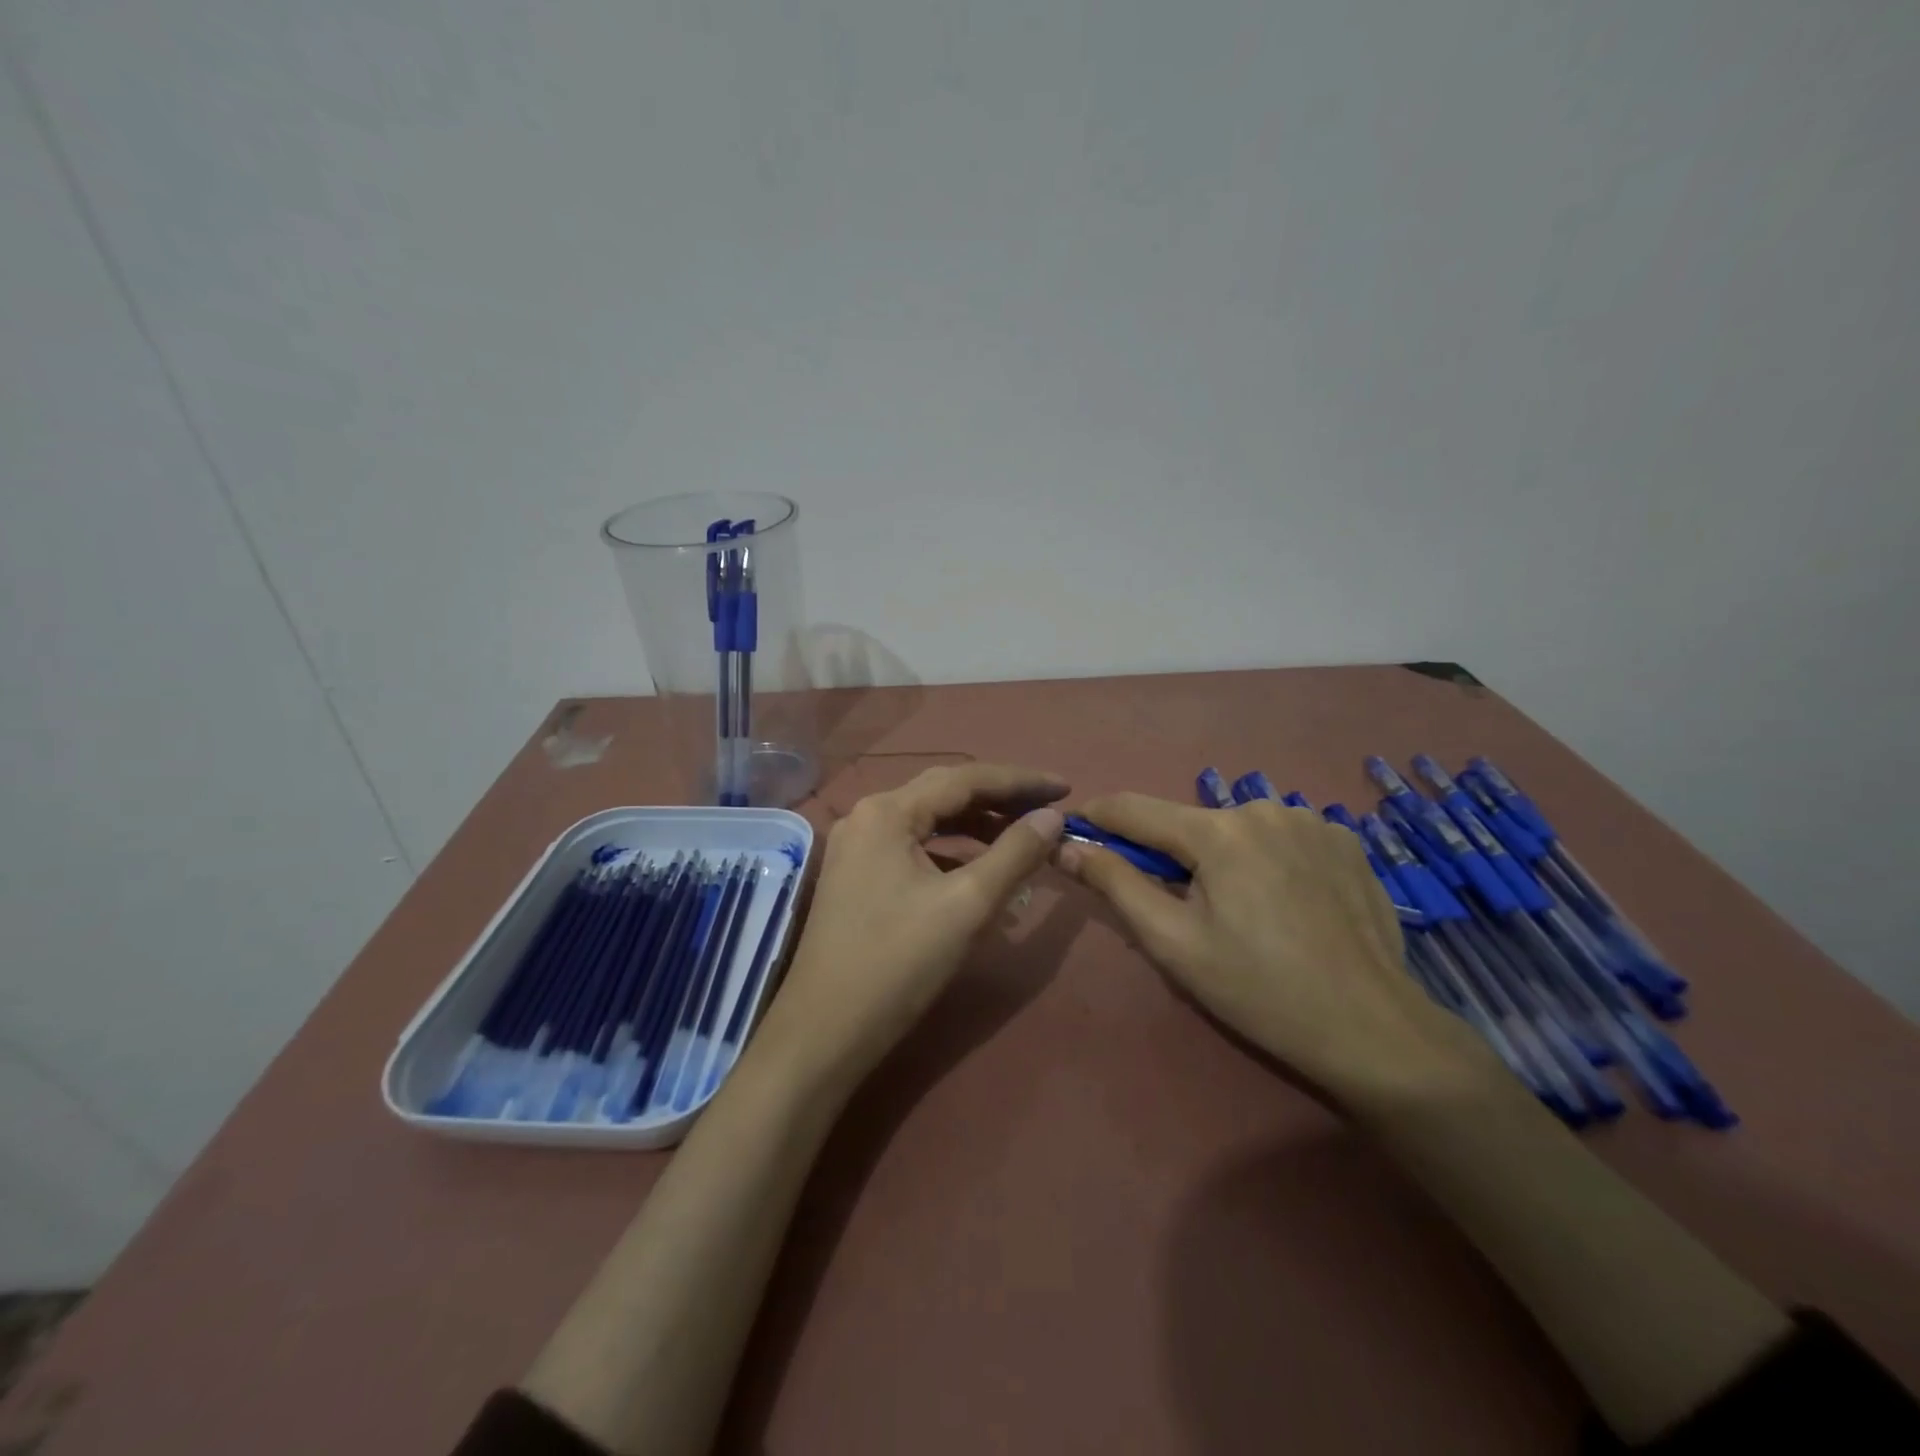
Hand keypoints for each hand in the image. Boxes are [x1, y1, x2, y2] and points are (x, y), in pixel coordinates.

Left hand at [759, 764, 1068, 1085]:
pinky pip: (914, 848)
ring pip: (929, 822)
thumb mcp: (968, 905)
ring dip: (977, 827)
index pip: (965, 778)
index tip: (1066, 789)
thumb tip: (1052, 817)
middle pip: (945, 793)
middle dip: (1000, 799)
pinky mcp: (856, 876)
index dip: (1021, 781)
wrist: (825, 1032)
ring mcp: (858, 847)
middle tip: (1049, 810)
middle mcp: (867, 816)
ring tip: (1024, 837)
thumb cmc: (898, 963)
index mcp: (887, 811)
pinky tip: (981, 870)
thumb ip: (1015, 853)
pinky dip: (952, 852)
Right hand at [1056, 794, 1494, 1103]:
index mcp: (1218, 832)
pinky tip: (1285, 902)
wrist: (1373, 1029)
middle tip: (1177, 907)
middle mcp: (1263, 808)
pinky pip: (1281, 837)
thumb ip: (1116, 884)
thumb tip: (1069, 845)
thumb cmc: (1259, 990)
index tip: (1076, 828)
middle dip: (1170, 854)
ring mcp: (1312, 821)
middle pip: (1190, 823)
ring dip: (1221, 857)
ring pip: (1237, 830)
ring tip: (1240, 910)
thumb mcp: (1173, 943)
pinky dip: (1266, 859)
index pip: (1135, 808)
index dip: (1099, 817)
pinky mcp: (1345, 840)